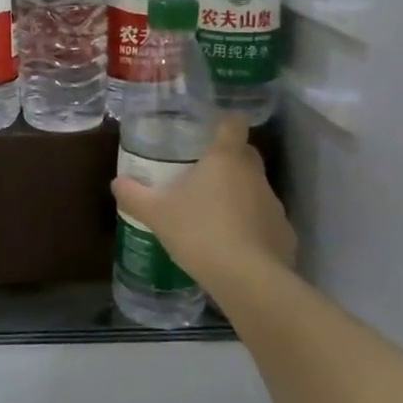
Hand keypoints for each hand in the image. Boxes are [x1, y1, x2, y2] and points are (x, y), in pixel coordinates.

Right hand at [110, 118, 297, 287]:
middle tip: (201, 173)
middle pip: (246, 154)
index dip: (224, 122)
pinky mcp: (284, 234)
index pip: (233, 124)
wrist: (248, 280)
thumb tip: (117, 182)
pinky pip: (264, 221)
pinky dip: (250, 227)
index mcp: (225, 159)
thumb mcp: (155, 213)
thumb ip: (133, 195)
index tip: (210, 129)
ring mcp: (273, 205)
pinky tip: (232, 246)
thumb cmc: (199, 232)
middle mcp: (254, 175)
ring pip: (255, 189)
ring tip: (212, 215)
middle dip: (228, 160)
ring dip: (238, 195)